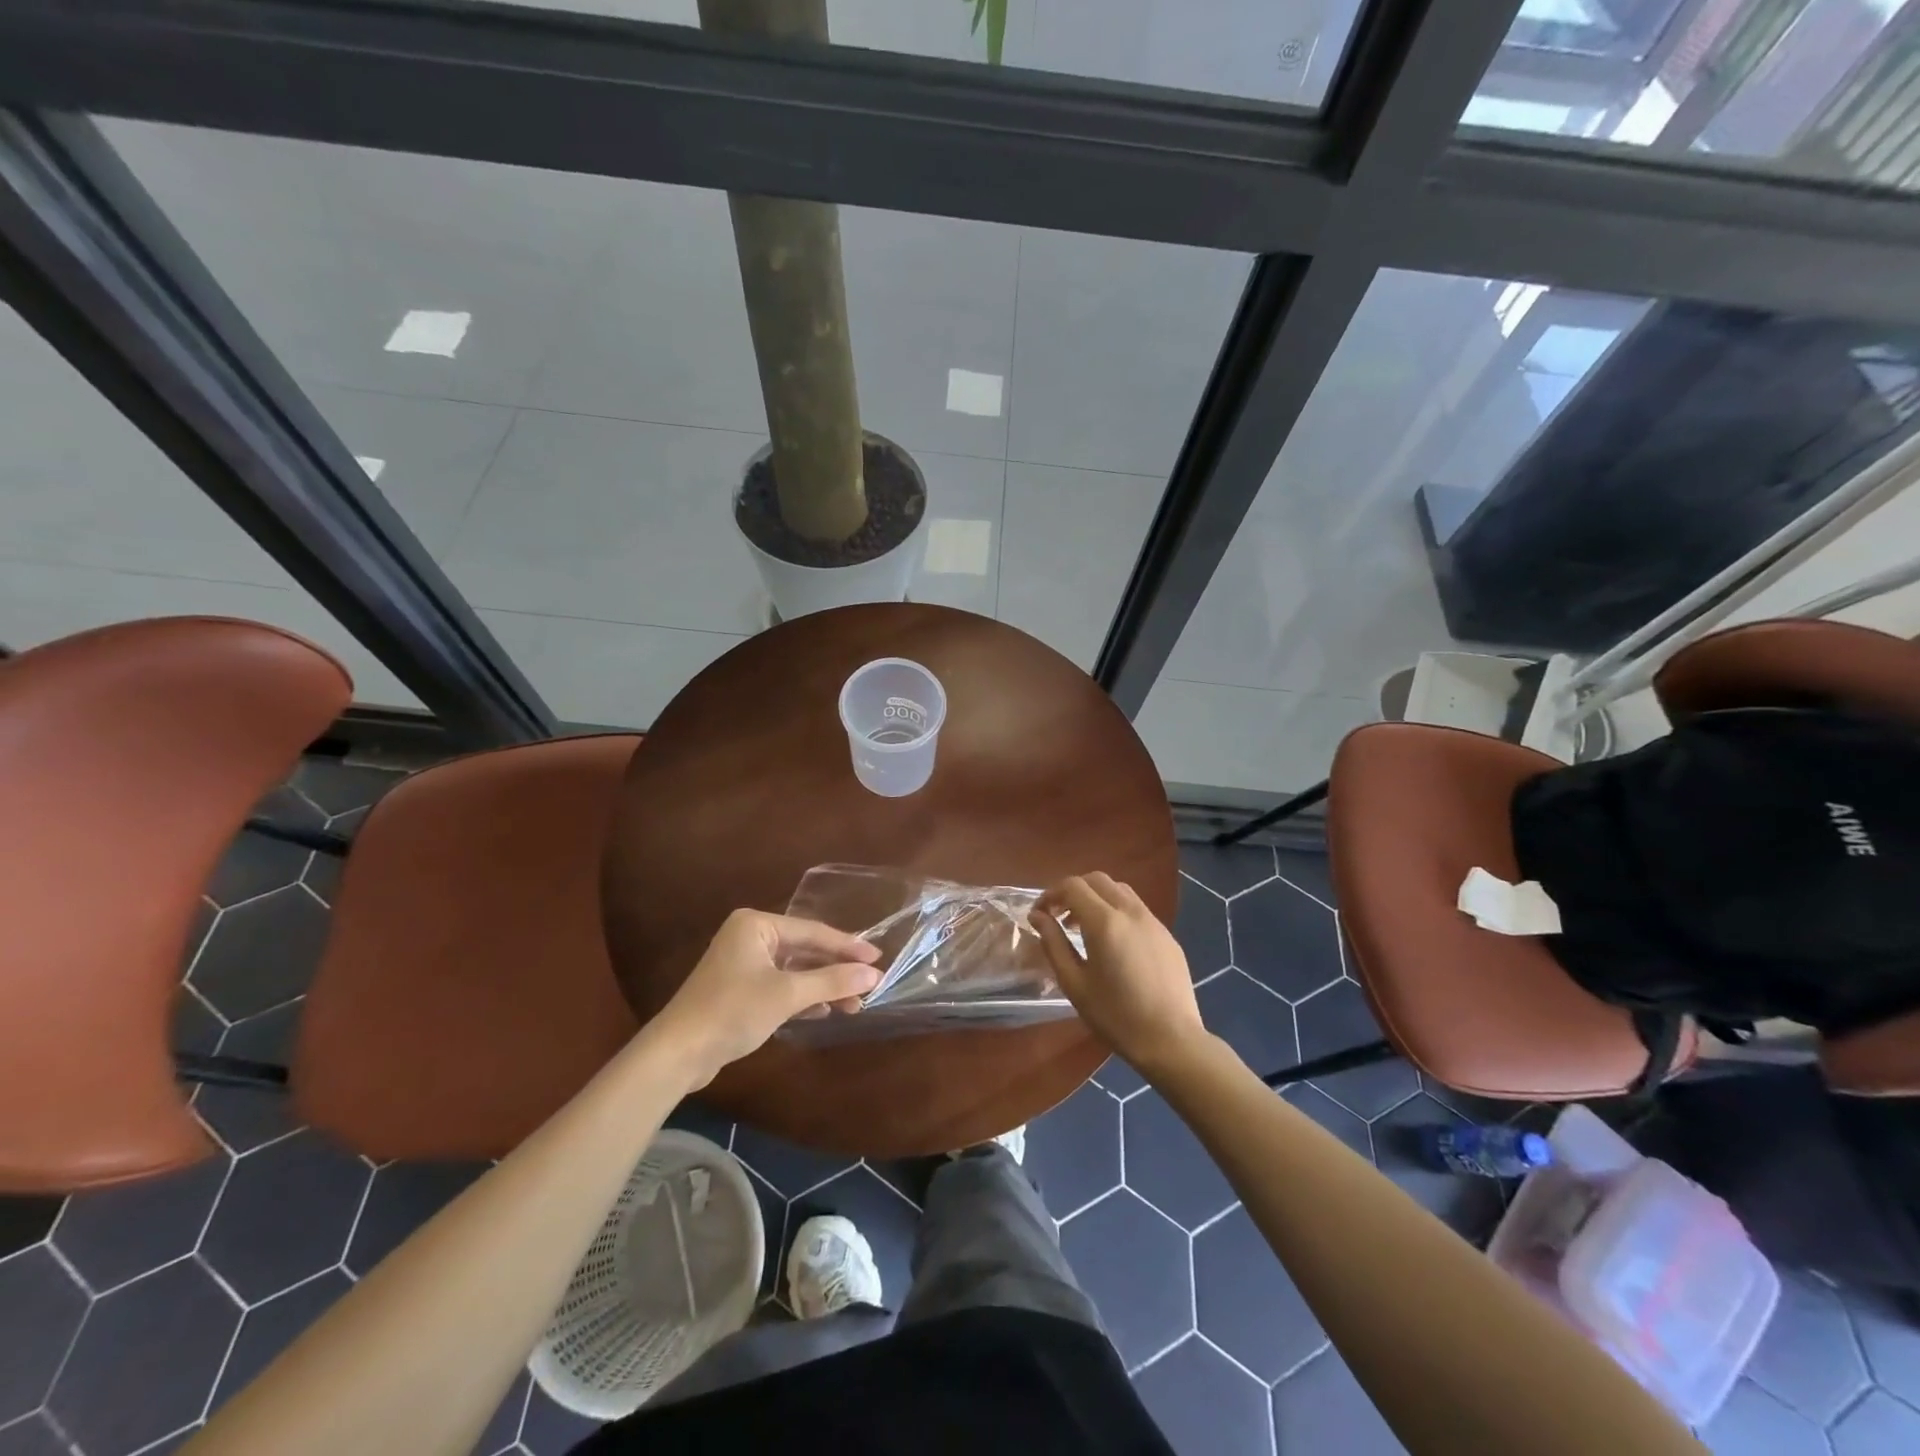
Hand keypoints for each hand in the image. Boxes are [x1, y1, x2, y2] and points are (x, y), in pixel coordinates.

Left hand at [649, 910, 881, 1089]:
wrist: (677, 1053)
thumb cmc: (733, 1011)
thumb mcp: (788, 994)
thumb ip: (832, 981)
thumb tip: (873, 974)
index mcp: (757, 925)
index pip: (813, 931)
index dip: (848, 946)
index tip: (877, 958)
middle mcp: (750, 937)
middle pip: (804, 950)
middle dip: (836, 970)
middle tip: (869, 984)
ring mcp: (743, 964)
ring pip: (794, 970)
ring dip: (822, 987)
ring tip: (854, 1005)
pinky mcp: (739, 990)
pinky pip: (781, 986)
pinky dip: (803, 997)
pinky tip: (824, 1011)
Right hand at [1031, 873, 1206, 1078]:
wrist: (1171, 1040)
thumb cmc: (1115, 1015)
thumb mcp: (1074, 983)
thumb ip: (1053, 943)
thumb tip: (1037, 917)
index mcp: (1105, 922)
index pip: (1072, 886)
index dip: (1050, 894)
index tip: (1039, 914)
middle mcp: (1130, 911)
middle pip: (1097, 880)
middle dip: (1073, 890)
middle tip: (1058, 916)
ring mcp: (1153, 921)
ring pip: (1119, 890)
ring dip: (1096, 897)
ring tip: (1083, 926)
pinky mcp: (1167, 934)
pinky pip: (1137, 908)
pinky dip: (1116, 910)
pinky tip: (1112, 942)